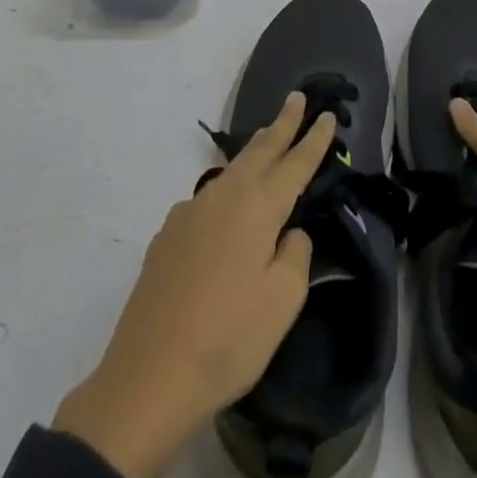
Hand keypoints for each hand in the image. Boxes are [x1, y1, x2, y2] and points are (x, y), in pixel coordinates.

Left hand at [54, 92, 334, 477]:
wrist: (148, 379)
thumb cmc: (229, 338)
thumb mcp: (283, 300)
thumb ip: (295, 254)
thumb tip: (288, 233)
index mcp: (257, 206)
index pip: (295, 162)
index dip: (314, 139)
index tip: (328, 114)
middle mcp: (222, 197)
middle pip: (259, 150)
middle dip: (281, 124)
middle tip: (296, 98)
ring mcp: (189, 214)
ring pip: (231, 172)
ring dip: (254, 153)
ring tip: (267, 142)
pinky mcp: (166, 238)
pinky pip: (208, 201)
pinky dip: (228, 190)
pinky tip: (227, 214)